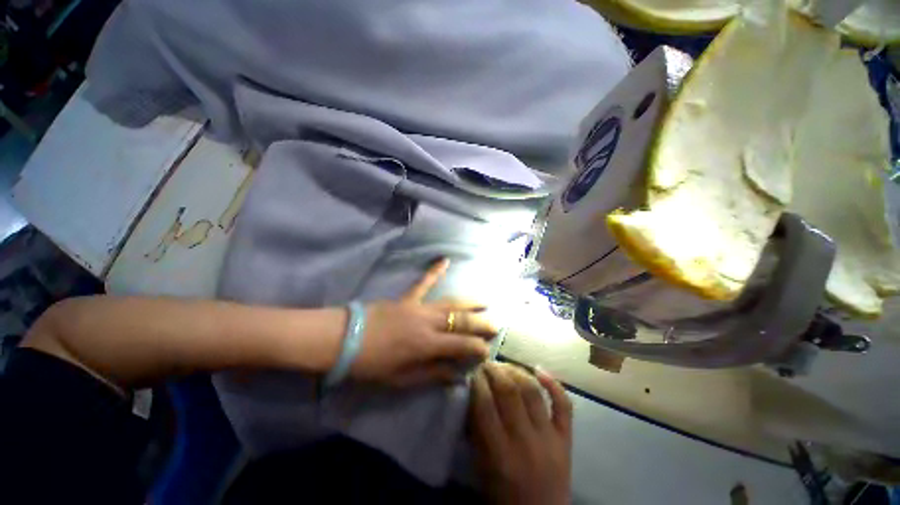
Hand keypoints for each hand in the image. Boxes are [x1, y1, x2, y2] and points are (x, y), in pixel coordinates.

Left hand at [349, 259, 497, 385]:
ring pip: (450, 302)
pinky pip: (424, 283)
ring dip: (469, 302)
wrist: (343, 339)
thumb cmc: (372, 364)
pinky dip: (435, 271)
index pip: (461, 344)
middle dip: (481, 323)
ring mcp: (418, 307)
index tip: (487, 350)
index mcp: (427, 345)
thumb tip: (457, 376)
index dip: (477, 347)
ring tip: (485, 301)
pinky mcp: (407, 298)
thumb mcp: (401, 378)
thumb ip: (432, 374)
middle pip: (461, 321)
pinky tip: (445, 260)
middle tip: (496, 324)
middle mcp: (428, 322)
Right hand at [469, 362, 572, 504]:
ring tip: (505, 365)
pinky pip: (564, 405)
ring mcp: (550, 439)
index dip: (477, 381)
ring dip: (517, 371)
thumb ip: (475, 430)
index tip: (473, 370)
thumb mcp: (481, 466)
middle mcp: (525, 442)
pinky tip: (538, 369)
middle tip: (487, 363)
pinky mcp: (566, 439)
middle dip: (495, 370)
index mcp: (500, 454)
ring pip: (533, 391)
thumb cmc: (503, 495)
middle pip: (510, 391)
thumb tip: (472, 393)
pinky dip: (553, 383)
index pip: (485, 404)